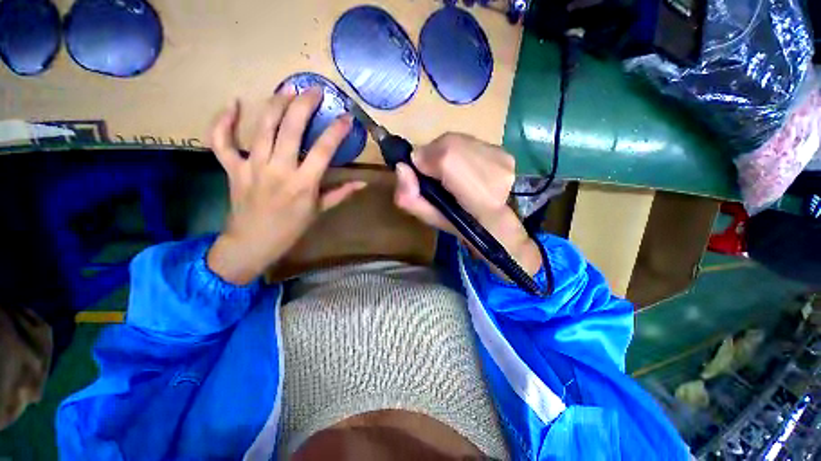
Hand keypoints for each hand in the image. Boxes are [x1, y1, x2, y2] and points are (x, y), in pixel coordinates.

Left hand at [206, 88, 365, 284]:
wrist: (253, 243)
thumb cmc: (291, 229)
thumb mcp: (320, 211)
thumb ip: (341, 193)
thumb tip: (362, 183)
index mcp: (303, 184)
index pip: (323, 150)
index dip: (337, 131)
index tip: (347, 118)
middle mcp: (278, 170)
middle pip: (290, 129)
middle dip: (304, 104)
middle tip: (315, 90)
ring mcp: (251, 166)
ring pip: (262, 127)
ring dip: (276, 103)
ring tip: (288, 89)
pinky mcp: (232, 168)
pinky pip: (221, 141)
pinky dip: (223, 121)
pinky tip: (233, 104)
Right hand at [394, 133, 541, 276]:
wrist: (493, 222)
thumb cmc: (459, 223)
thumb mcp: (428, 218)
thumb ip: (408, 197)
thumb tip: (401, 167)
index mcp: (479, 198)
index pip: (445, 159)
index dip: (425, 161)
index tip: (420, 171)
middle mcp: (496, 172)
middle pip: (449, 144)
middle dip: (433, 156)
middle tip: (432, 172)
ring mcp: (503, 159)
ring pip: (458, 140)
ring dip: (445, 152)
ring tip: (447, 172)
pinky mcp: (505, 152)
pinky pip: (470, 141)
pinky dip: (458, 151)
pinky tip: (462, 168)